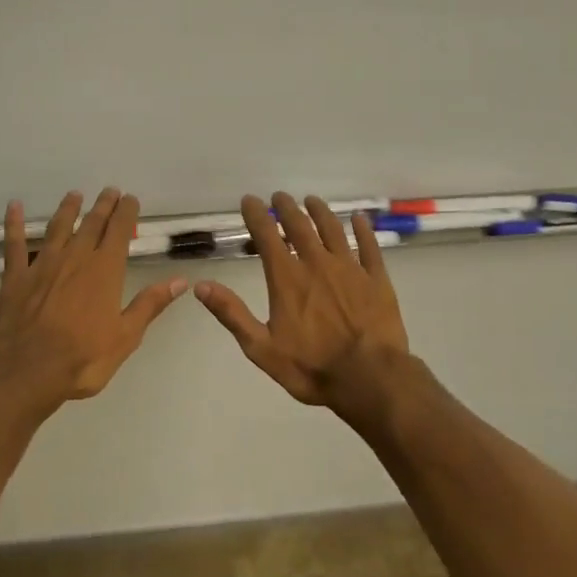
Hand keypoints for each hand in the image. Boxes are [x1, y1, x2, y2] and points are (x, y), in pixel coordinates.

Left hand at [0, 187, 188, 408]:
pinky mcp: (16, 276)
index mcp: (105, 270)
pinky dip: (14, 223)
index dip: (126, 213)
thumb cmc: (83, 357)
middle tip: (109, 191)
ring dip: (67, 209)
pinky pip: (15, 244)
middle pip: (91, 224)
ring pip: (58, 228)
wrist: (28, 369)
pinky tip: (14, 206)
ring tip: (74, 195)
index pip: (119, 232)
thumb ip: (149, 305)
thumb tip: (180, 281)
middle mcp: (76, 258)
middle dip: (102, 206)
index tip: (130, 199)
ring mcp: (43, 264)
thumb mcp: (126, 336)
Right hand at [194, 192, 411, 408]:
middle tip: (280, 196)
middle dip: (287, 208)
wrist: (370, 379)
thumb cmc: (312, 367)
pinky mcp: (377, 280)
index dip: (256, 215)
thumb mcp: (261, 348)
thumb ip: (232, 314)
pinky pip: (370, 247)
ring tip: (312, 200)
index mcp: (287, 279)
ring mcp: (350, 269)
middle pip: (300, 226)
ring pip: (333, 230)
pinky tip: (360, 219)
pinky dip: (364, 230)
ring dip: (320, 212)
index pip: (267, 236)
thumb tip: (200, 286)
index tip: (249, 200)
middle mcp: (317, 264)